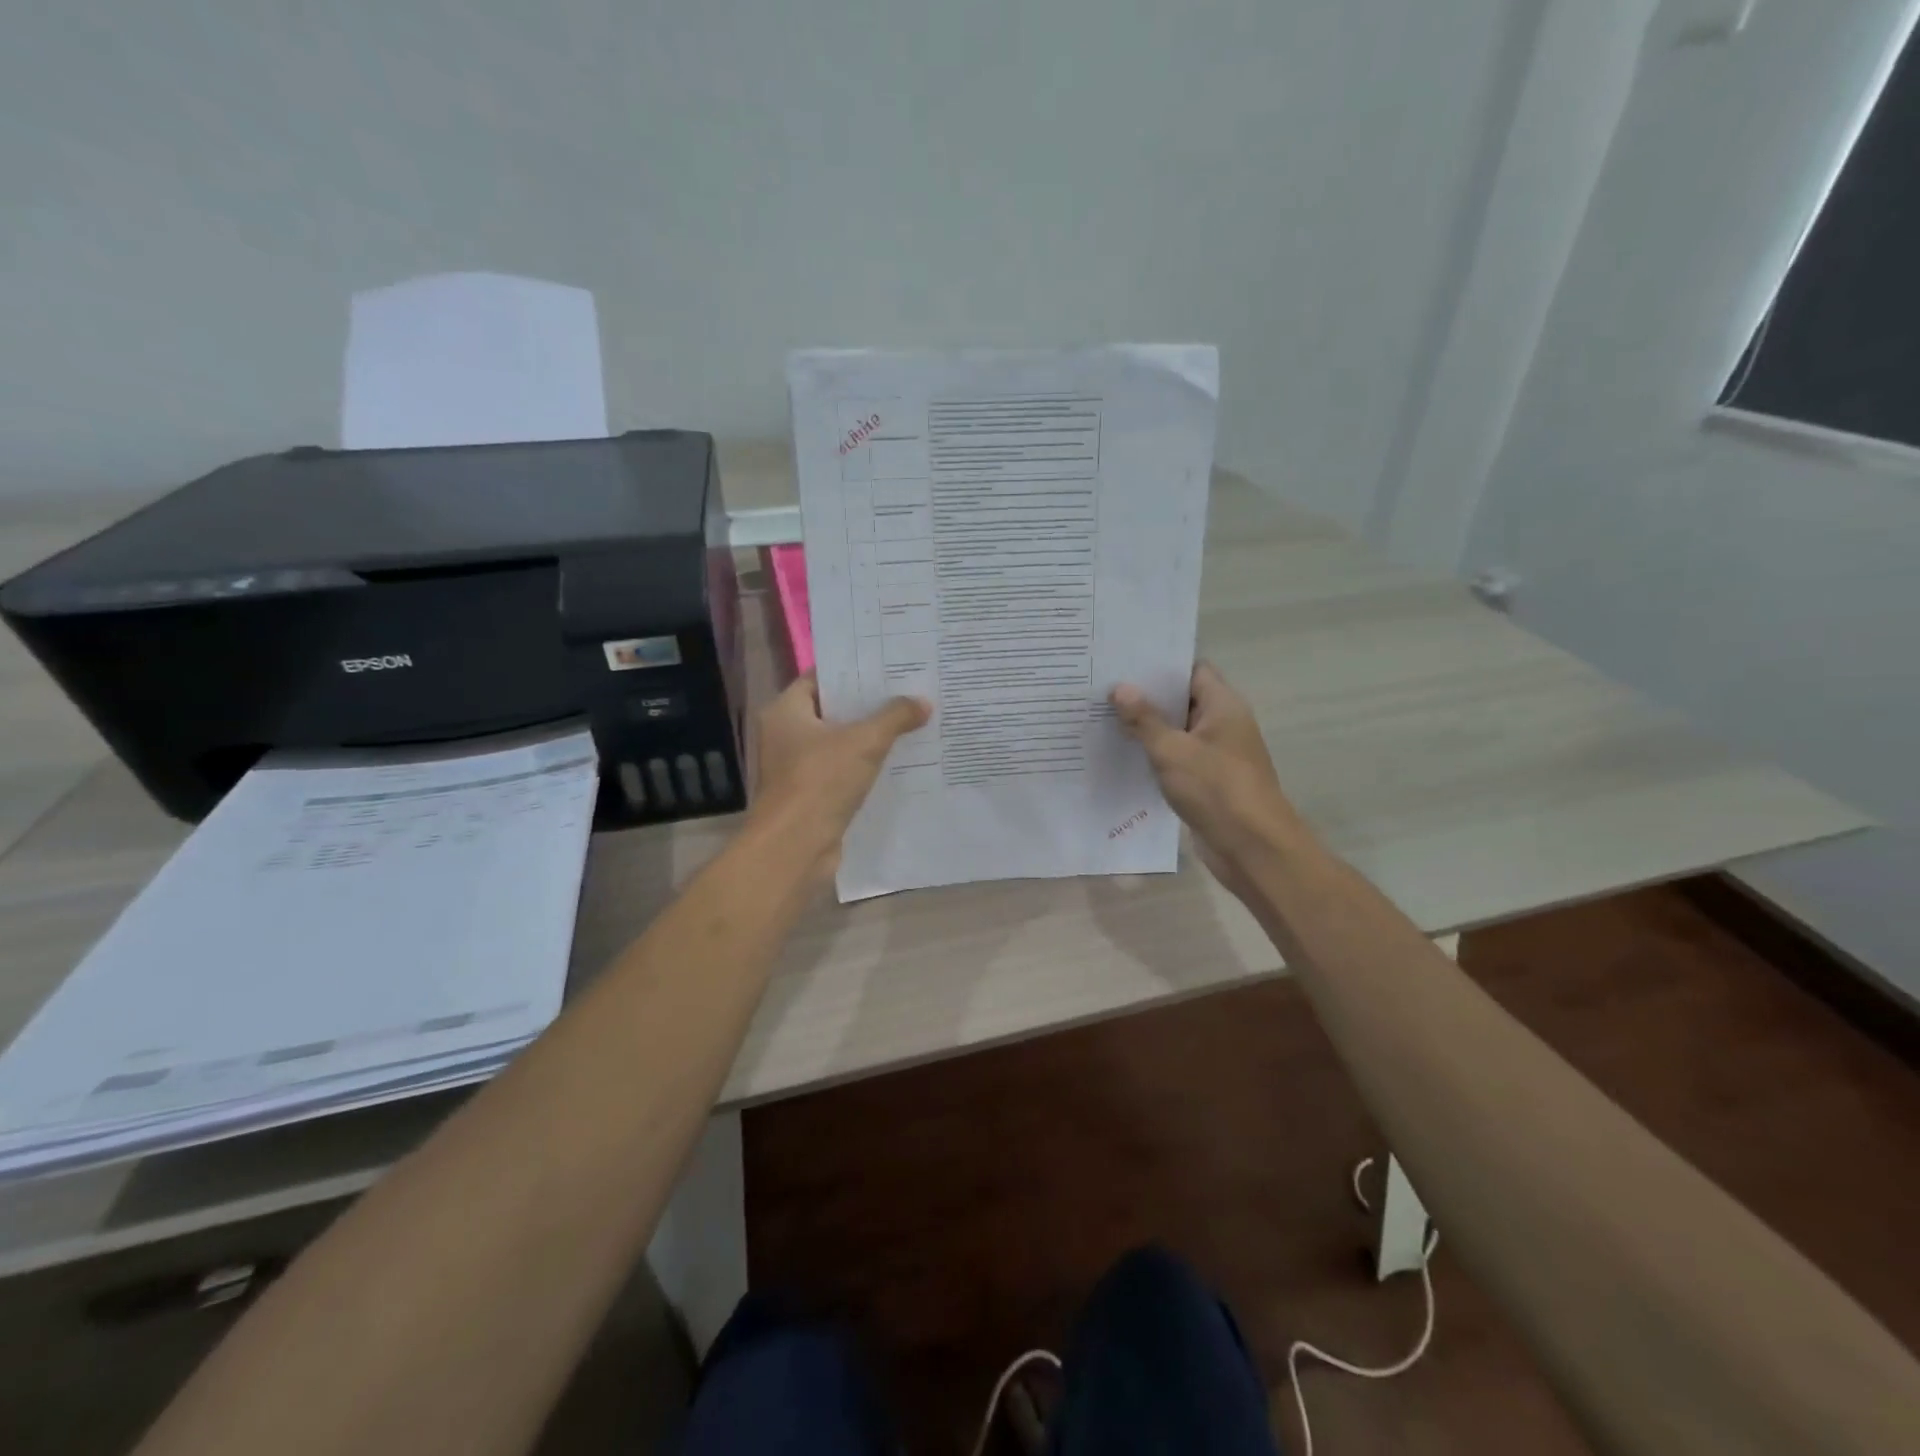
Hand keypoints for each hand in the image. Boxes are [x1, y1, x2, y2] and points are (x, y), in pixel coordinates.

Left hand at [749, 672, 931, 883]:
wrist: (795, 848)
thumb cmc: (820, 781)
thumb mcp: (864, 742)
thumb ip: (894, 717)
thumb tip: (923, 701)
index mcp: (786, 712)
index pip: (820, 678)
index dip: (853, 670)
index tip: (887, 665)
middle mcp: (786, 736)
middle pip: (832, 710)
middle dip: (869, 704)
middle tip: (908, 690)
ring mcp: (797, 768)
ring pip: (840, 743)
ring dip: (871, 737)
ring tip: (913, 721)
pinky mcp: (813, 796)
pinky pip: (844, 771)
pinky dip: (867, 766)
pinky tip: (900, 761)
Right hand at [1111, 664, 1299, 878]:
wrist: (1252, 848)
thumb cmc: (1216, 788)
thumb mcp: (1172, 750)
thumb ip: (1144, 719)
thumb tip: (1120, 688)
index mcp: (1223, 705)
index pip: (1192, 669)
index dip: (1160, 664)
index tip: (1124, 662)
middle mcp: (1223, 724)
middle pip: (1182, 699)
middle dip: (1146, 696)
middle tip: (1103, 688)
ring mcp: (1216, 754)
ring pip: (1177, 731)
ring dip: (1147, 728)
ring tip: (1103, 717)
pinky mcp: (1208, 781)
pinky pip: (1177, 758)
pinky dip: (1155, 755)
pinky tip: (1122, 754)